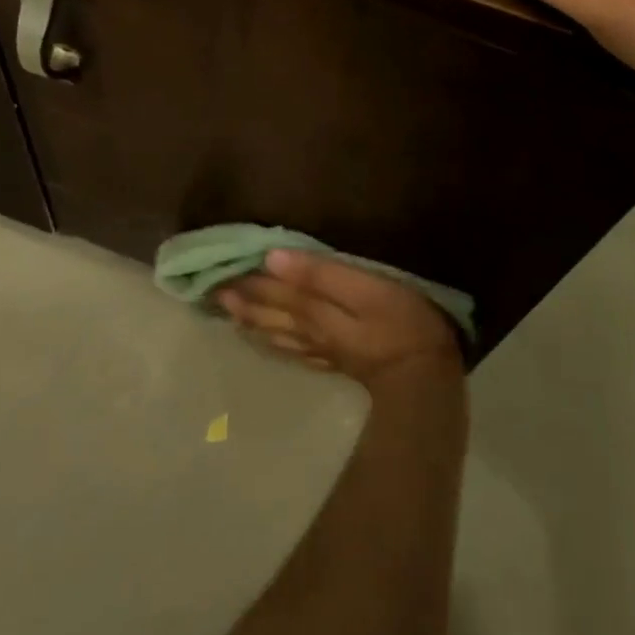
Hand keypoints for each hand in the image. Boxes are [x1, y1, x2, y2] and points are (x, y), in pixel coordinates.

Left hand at [218, 250, 462, 391]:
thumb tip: (272, 258)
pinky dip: (271, 341)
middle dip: (240, 299)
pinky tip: (266, 339)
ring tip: (227, 311)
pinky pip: (291, 349)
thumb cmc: (400, 319)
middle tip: (210, 288)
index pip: (272, 288)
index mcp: (313, 308)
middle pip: (268, 312)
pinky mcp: (335, 360)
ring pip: (275, 332)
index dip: (246, 278)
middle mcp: (309, 329)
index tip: (216, 266)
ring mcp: (321, 348)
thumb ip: (319, 274)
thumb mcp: (364, 288)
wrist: (425, 375)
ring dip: (249, 319)